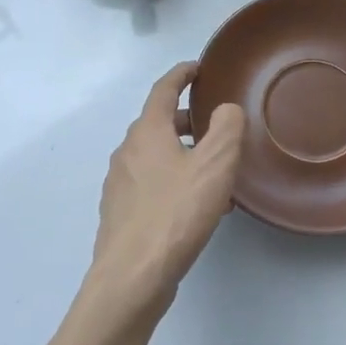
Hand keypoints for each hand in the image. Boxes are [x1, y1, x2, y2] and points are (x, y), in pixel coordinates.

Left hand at [84, 63, 245, 321]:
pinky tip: (195, 206)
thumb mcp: (214, 166)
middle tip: (215, 124)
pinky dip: (173, 181)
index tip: (199, 68)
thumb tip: (225, 109)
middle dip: (185, 119)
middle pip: (156, 123)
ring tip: (213, 171)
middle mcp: (127, 152)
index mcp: (146, 132)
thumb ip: (226, 129)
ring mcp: (119, 184)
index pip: (163, 90)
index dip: (182, 75)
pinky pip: (151, 184)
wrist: (132, 276)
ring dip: (182, 154)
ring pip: (154, 156)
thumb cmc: (175, 214)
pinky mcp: (121, 213)